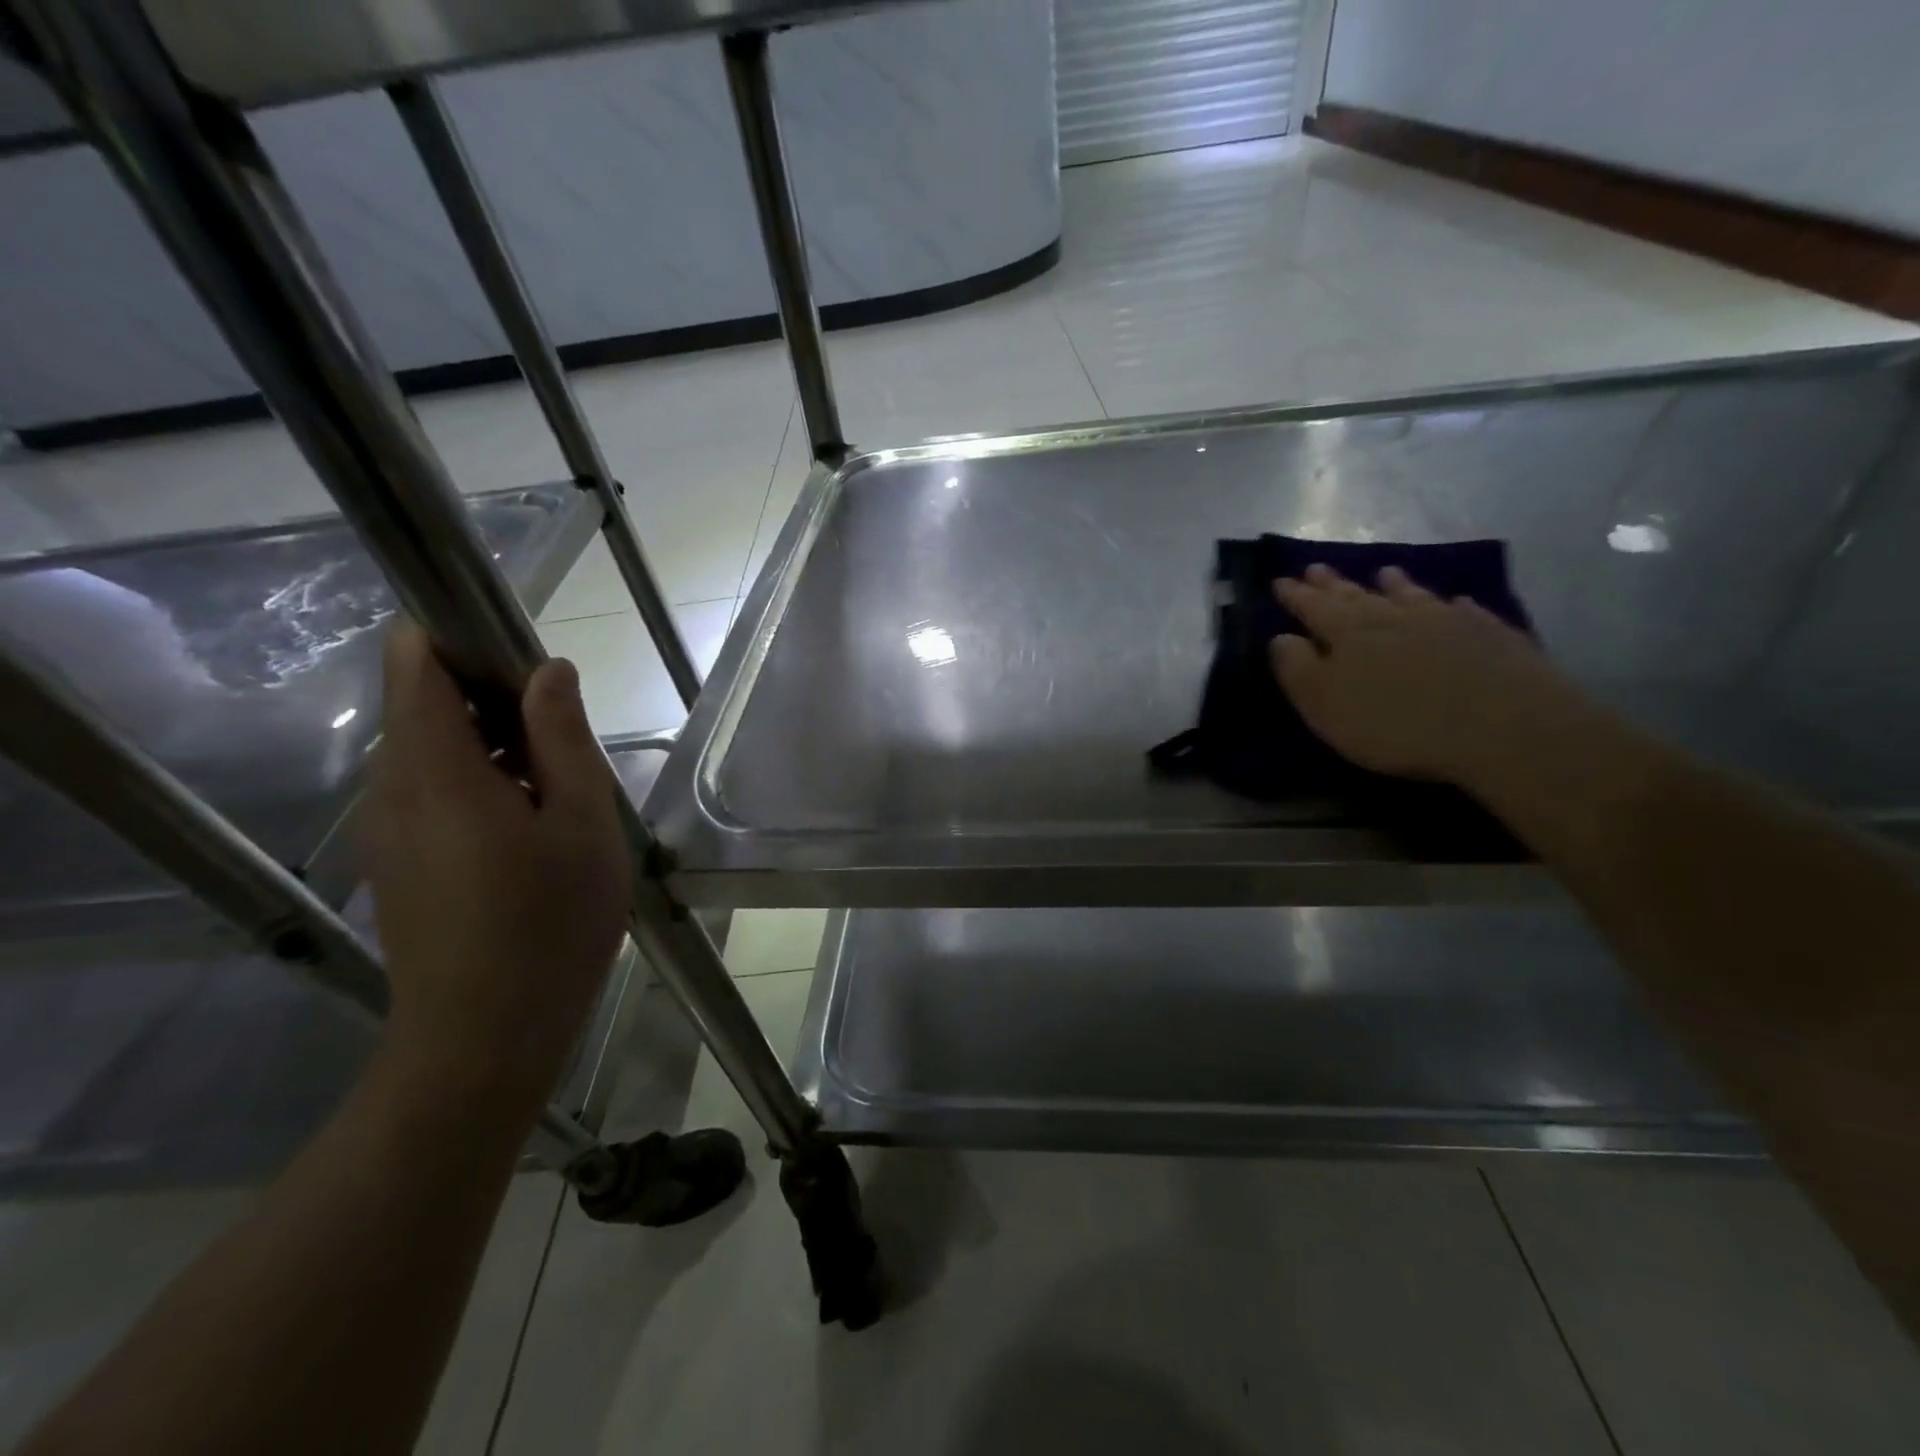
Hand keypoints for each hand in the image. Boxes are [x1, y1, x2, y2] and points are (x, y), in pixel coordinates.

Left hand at [361, 623, 628, 1111]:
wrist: (485, 1036)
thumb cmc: (548, 922)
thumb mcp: (583, 821)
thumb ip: (564, 736)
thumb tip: (549, 671)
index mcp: (434, 764)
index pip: (413, 658)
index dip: (464, 639)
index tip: (528, 665)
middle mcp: (390, 785)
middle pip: (425, 702)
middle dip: (494, 699)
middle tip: (565, 742)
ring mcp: (386, 826)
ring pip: (433, 750)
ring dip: (493, 746)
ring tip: (557, 792)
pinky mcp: (397, 860)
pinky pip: (430, 791)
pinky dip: (478, 785)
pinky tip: (530, 832)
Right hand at [1269, 563, 1575, 787]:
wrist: (1502, 726)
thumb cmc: (1395, 723)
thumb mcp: (1325, 704)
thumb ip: (1297, 669)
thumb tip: (1280, 637)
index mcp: (1347, 632)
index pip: (1312, 606)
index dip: (1295, 595)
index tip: (1279, 580)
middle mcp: (1393, 616)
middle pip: (1357, 594)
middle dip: (1333, 583)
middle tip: (1316, 568)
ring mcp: (1444, 620)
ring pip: (1411, 595)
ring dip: (1394, 584)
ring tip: (1384, 572)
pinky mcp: (1489, 634)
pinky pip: (1463, 610)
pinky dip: (1451, 604)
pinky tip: (1455, 602)